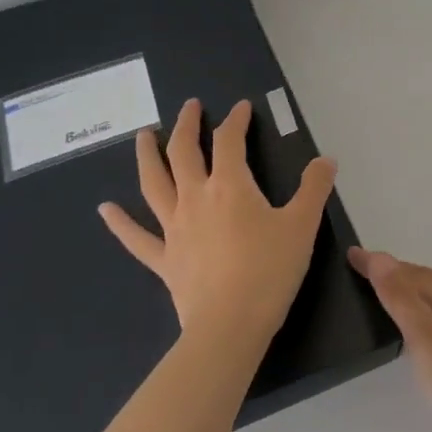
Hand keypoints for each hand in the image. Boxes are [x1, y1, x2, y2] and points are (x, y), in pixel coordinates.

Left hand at [100, 99, 336, 350]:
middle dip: (187, 125)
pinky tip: (105, 209)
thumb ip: (314, 189)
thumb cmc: (270, 271)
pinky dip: (120, 222)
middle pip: (184, 152)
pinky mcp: (164, 258)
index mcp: (230, 187)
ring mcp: (174, 228)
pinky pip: (137, 237)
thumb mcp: (302, 226)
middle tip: (189, 106)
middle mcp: (195, 198)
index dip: (236, 121)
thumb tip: (325, 159)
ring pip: (154, 184)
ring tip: (143, 136)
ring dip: (147, 156)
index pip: (229, 141)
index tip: (242, 108)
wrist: (230, 324)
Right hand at [349, 248, 431, 431]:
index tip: (352, 255)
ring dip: (416, 299)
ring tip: (392, 305)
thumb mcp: (425, 338)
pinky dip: (430, 322)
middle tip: (369, 276)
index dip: (381, 265)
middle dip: (400, 276)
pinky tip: (427, 343)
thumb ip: (402, 298)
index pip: (412, 272)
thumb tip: (381, 257)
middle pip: (431, 284)